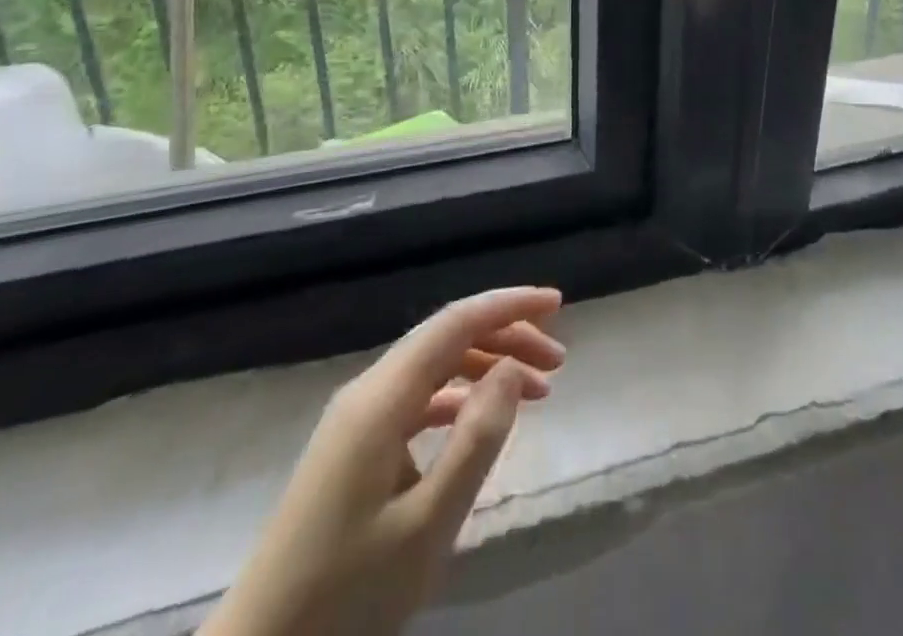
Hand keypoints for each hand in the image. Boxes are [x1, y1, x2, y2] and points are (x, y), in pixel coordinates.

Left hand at [201, 287, 565, 635]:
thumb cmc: (344, 598)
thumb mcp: (427, 525)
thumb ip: (476, 438)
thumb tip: (512, 367)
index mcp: (382, 398)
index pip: (456, 322)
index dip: (508, 305)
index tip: (557, 304)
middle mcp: (368, 391)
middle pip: (447, 338)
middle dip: (506, 337)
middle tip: (557, 361)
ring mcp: (356, 419)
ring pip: (434, 366)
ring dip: (486, 367)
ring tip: (537, 390)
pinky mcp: (353, 448)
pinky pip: (417, 398)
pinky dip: (459, 398)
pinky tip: (483, 420)